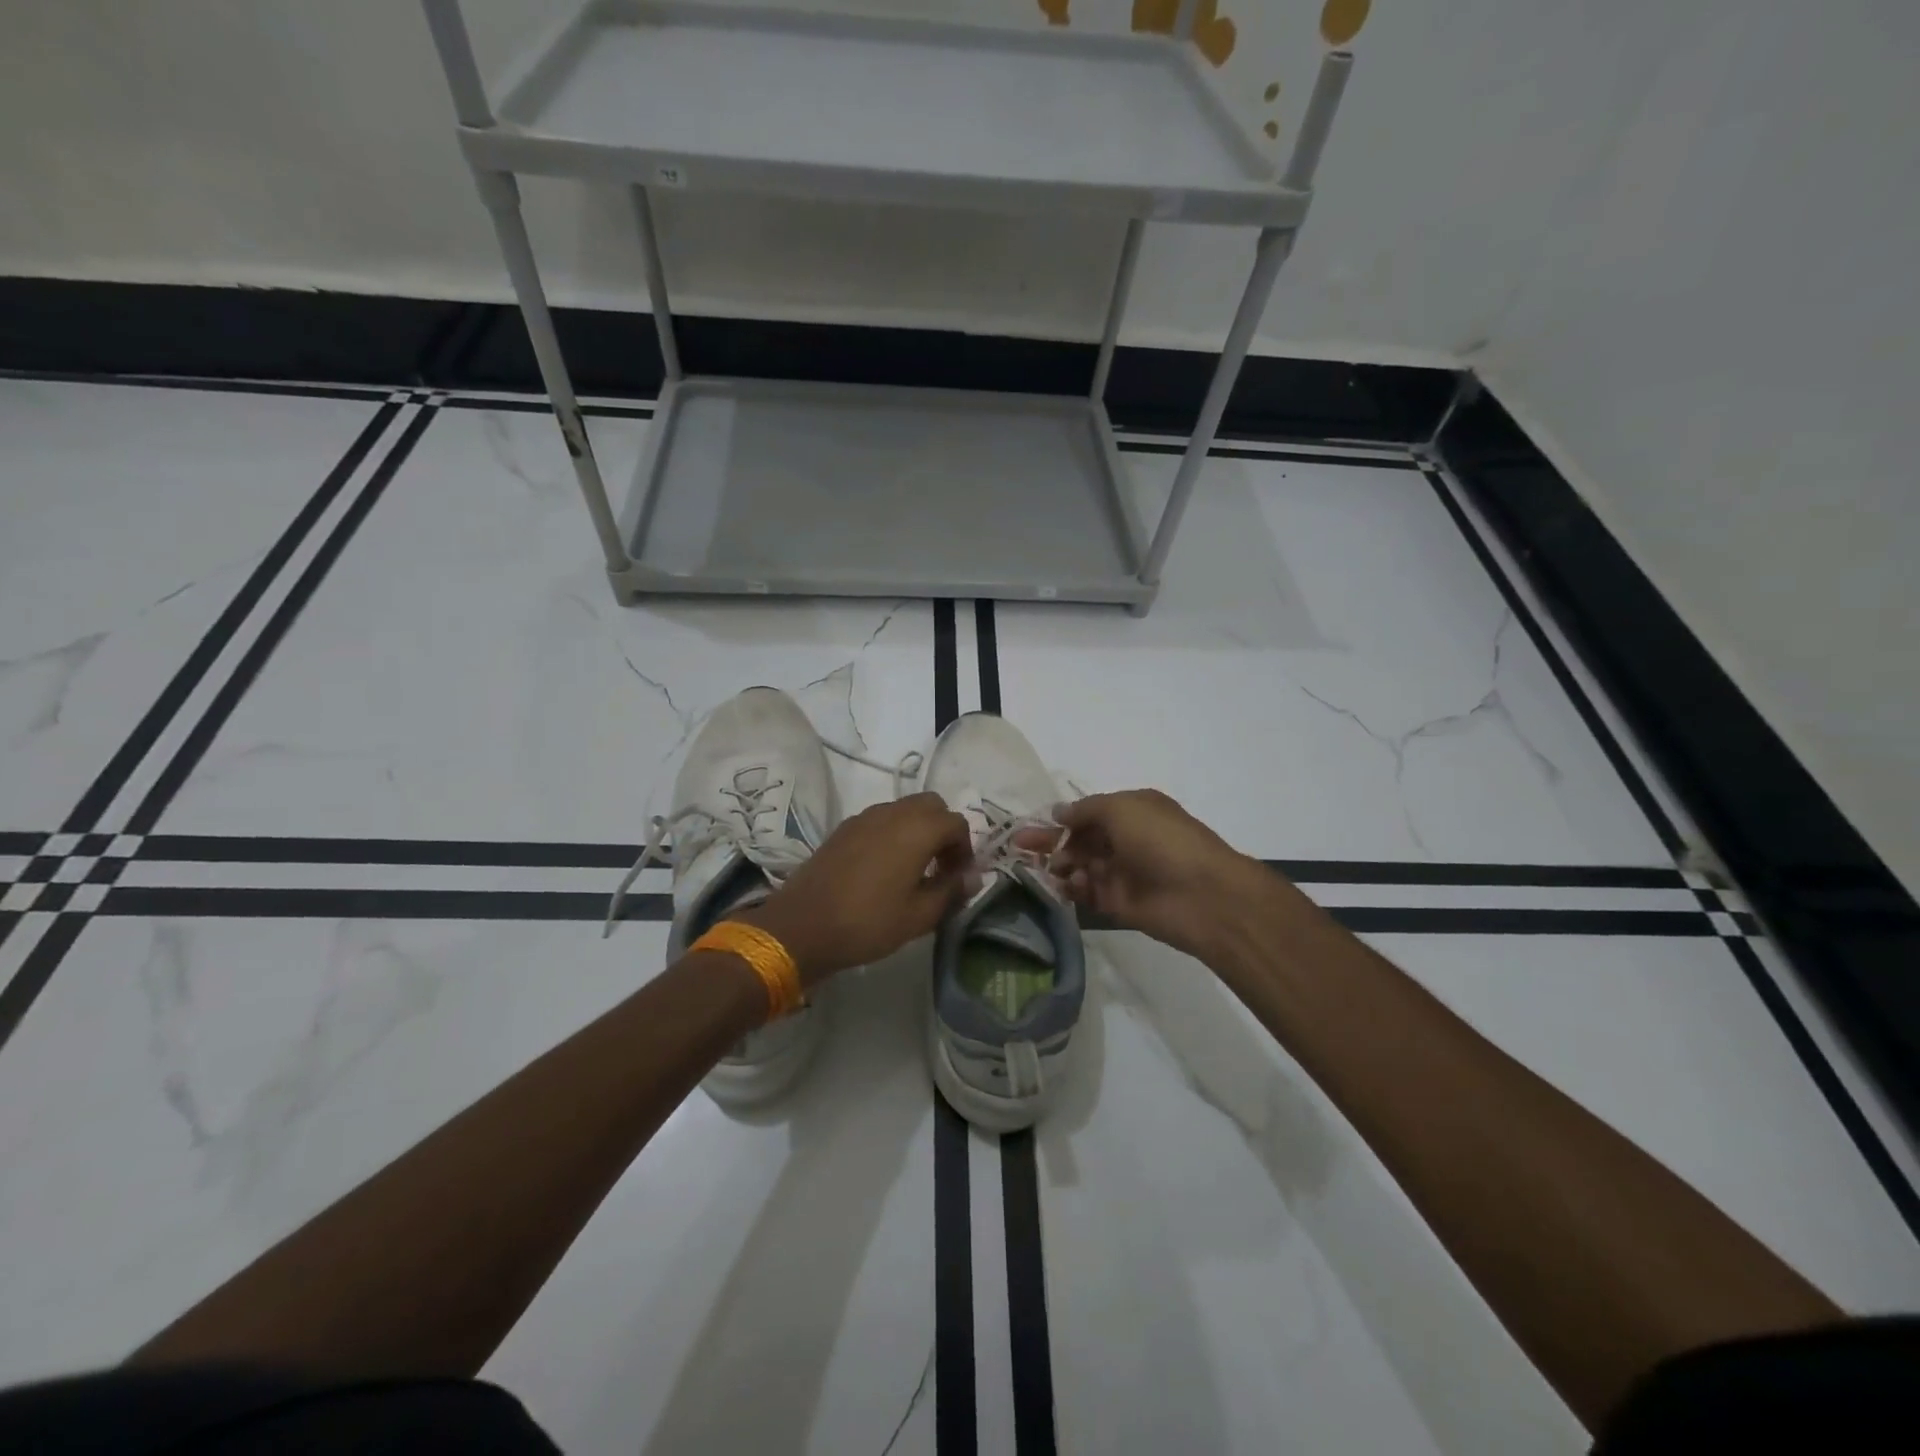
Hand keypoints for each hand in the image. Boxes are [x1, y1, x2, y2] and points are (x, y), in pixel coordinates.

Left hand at [742, 793, 975, 986]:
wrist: (802, 926)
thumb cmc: (868, 922)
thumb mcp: (919, 916)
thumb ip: (951, 891)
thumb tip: (972, 877)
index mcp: (917, 829)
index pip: (957, 823)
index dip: (965, 849)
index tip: (959, 878)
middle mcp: (892, 813)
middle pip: (931, 805)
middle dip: (943, 830)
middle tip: (940, 866)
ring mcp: (864, 817)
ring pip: (904, 809)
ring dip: (917, 830)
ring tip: (913, 869)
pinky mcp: (843, 828)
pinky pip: (880, 819)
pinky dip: (893, 833)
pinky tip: (884, 868)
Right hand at [1017, 789, 1270, 958]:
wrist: (1203, 896)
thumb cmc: (1162, 840)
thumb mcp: (1121, 808)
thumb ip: (1085, 810)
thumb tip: (1059, 812)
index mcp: (1132, 810)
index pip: (1088, 812)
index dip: (1061, 818)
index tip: (1031, 824)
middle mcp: (1127, 838)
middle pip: (1081, 839)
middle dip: (1051, 841)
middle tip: (1019, 847)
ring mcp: (1124, 871)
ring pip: (1081, 866)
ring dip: (1060, 865)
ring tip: (1042, 868)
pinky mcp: (1120, 902)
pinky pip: (1089, 892)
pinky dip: (1073, 888)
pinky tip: (1062, 886)